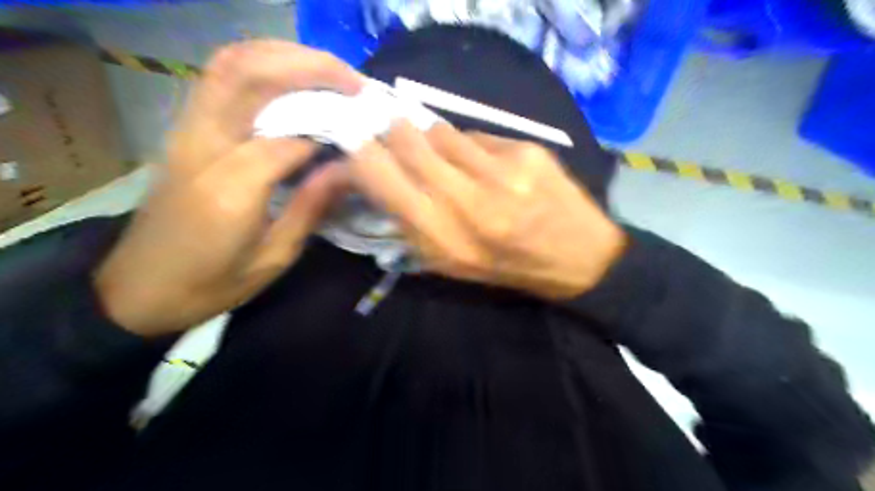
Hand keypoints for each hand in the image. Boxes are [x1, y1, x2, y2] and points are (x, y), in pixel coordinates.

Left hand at [96, 40, 363, 337]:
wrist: (138, 289)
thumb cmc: (212, 283)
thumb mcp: (274, 257)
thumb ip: (312, 208)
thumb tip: (350, 169)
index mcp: (231, 189)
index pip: (291, 137)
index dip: (333, 128)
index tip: (365, 132)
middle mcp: (204, 146)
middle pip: (252, 75)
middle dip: (310, 68)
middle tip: (353, 82)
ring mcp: (186, 132)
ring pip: (230, 65)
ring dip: (284, 57)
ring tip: (328, 74)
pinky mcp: (183, 131)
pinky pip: (219, 79)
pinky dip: (259, 67)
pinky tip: (291, 81)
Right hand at [350, 123, 629, 299]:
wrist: (578, 258)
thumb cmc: (506, 267)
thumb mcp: (450, 264)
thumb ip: (410, 223)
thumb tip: (379, 177)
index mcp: (442, 238)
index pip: (379, 176)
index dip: (361, 155)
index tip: (358, 147)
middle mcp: (467, 202)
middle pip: (406, 140)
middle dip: (392, 134)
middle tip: (394, 137)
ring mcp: (500, 172)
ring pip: (440, 131)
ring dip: (432, 139)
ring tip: (445, 155)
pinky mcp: (527, 152)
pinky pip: (478, 136)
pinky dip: (470, 146)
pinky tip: (486, 164)